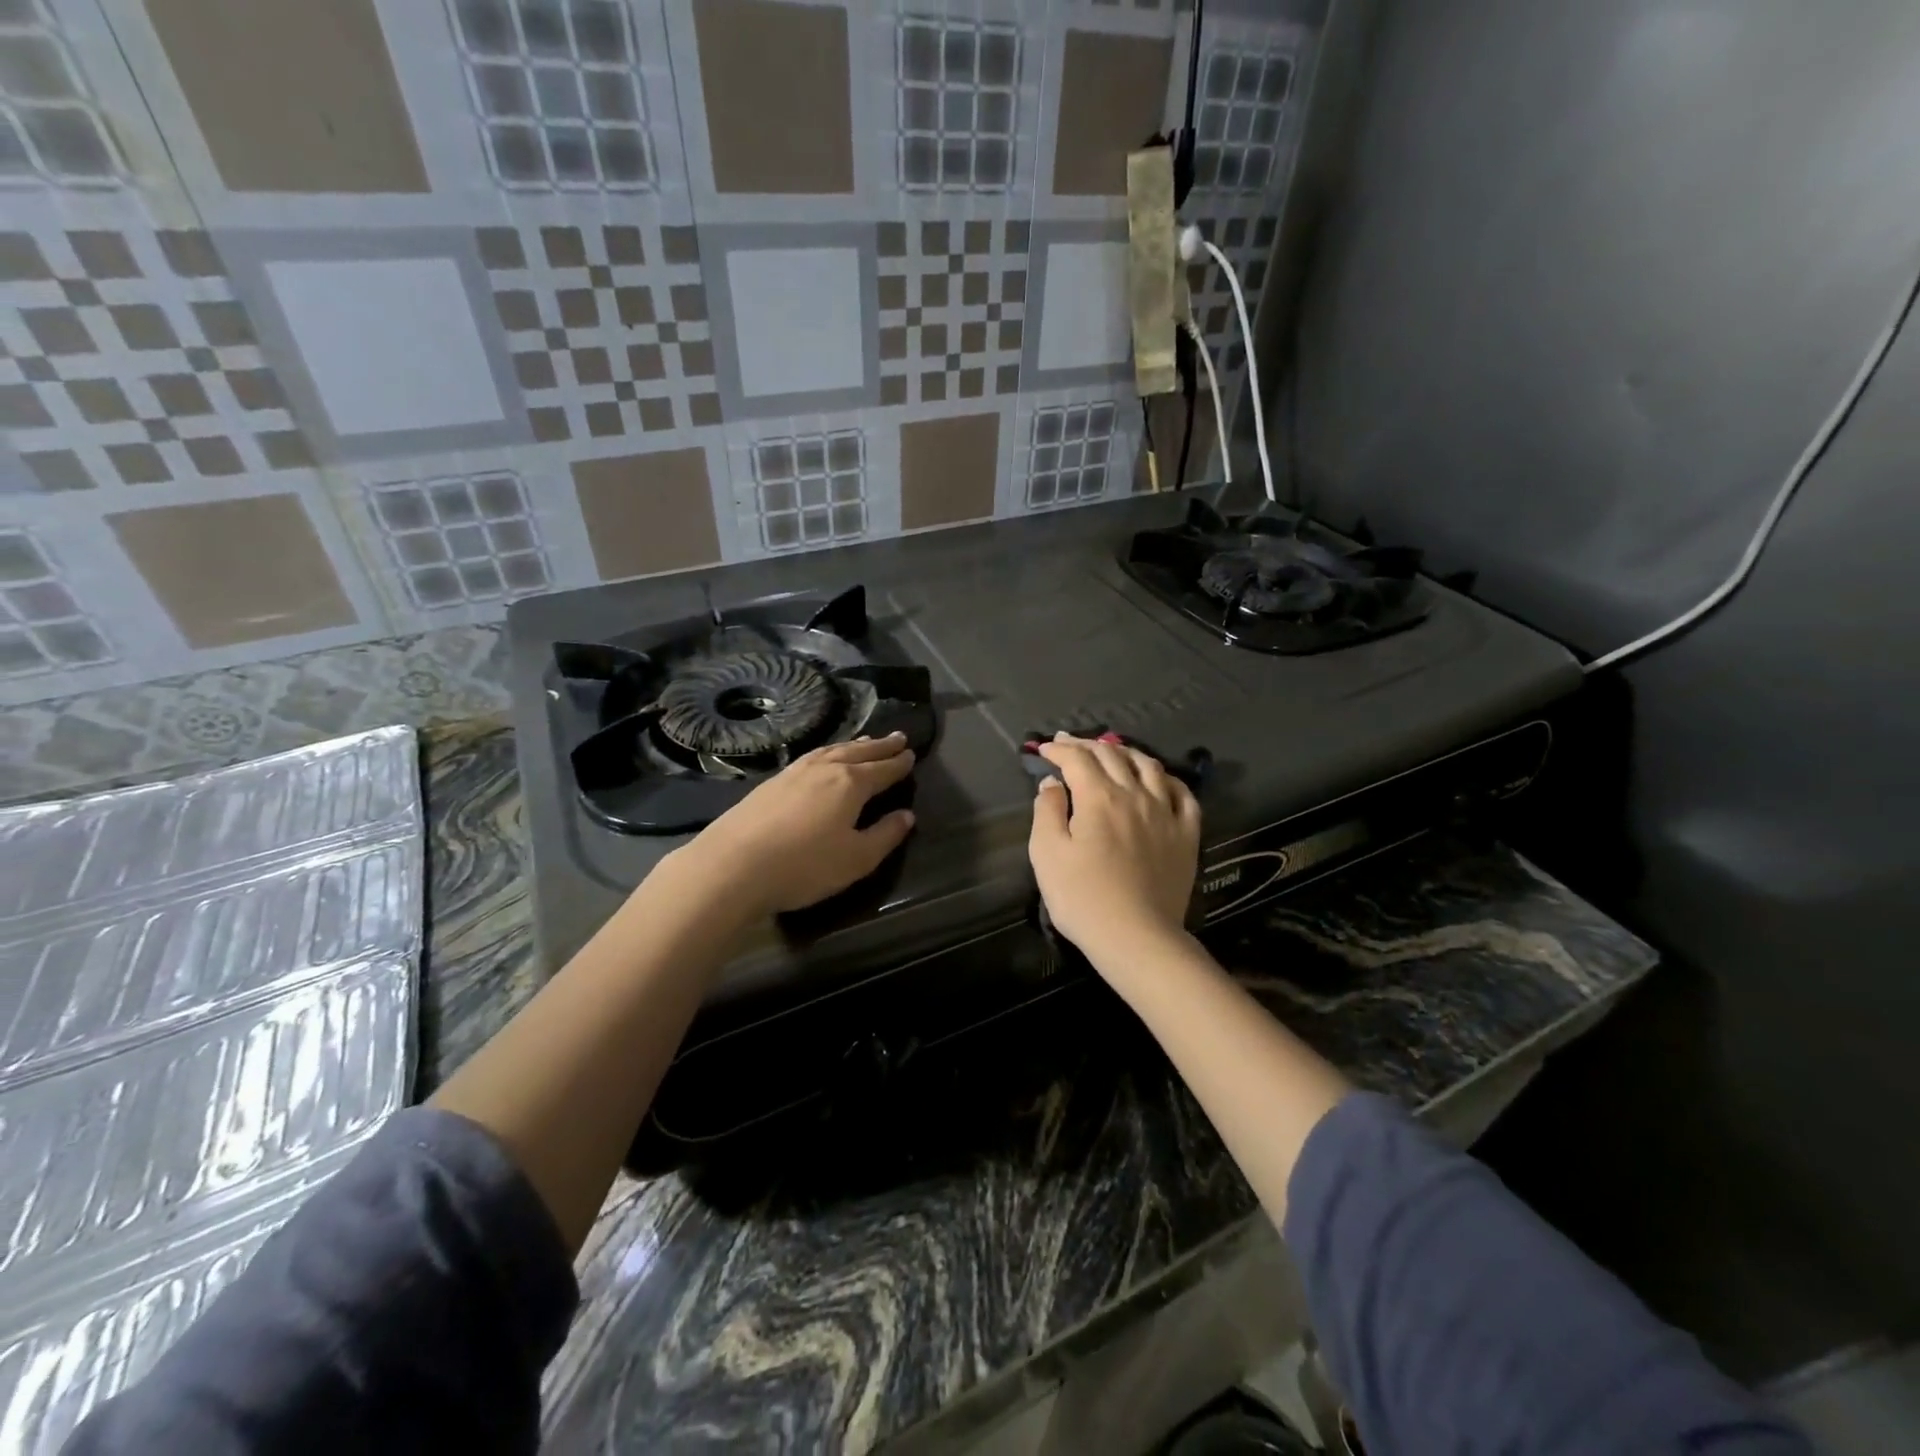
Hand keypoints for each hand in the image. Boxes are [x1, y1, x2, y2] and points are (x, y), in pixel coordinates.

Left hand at [668, 733, 916, 918]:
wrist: (732, 865)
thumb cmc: (803, 866)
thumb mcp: (856, 859)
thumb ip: (885, 836)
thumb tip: (907, 815)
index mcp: (850, 784)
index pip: (882, 769)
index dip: (898, 763)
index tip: (911, 754)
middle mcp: (825, 769)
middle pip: (858, 752)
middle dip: (880, 746)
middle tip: (897, 738)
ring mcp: (794, 772)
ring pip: (832, 750)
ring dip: (853, 745)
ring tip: (865, 742)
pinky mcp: (771, 782)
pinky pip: (811, 757)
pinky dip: (827, 752)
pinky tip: (823, 758)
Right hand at [1028, 733, 1200, 971]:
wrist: (1137, 937)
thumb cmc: (1083, 898)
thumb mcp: (1047, 854)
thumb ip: (1047, 811)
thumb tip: (1052, 783)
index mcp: (1099, 797)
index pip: (1077, 759)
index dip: (1059, 749)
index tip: (1044, 749)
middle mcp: (1135, 794)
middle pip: (1112, 755)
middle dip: (1087, 745)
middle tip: (1069, 744)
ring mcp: (1166, 813)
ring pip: (1149, 766)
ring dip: (1126, 753)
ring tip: (1112, 752)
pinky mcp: (1187, 834)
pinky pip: (1183, 794)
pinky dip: (1167, 779)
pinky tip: (1159, 780)